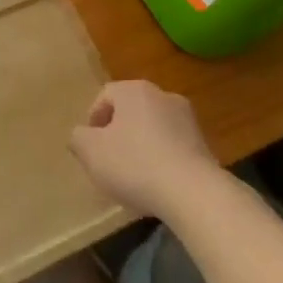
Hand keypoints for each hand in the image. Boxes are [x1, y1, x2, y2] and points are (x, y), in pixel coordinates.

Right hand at [69, 80, 220, 220]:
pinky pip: (172, 146)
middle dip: (117, 133)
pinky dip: (161, 159)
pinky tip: (157, 184)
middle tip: (109, 161)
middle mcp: (162, 95)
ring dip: (140, 146)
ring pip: (152, 128)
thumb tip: (81, 135)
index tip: (90, 147)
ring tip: (134, 177)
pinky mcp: (203, 143)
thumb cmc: (135, 164)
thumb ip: (78, 138)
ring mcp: (187, 118)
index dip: (93, 120)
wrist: (193, 192)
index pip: (105, 95)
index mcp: (134, 90)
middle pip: (130, 110)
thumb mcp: (92, 152)